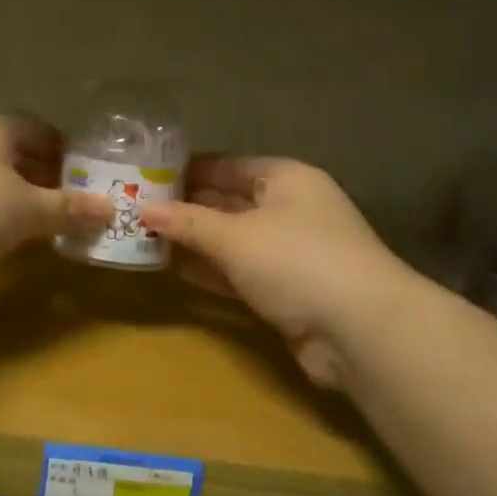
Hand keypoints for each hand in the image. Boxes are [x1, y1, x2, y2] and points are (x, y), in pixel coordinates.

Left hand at [0, 115, 110, 305]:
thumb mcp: (25, 208)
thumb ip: (67, 209)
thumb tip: (109, 209)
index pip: (38, 129)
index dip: (67, 149)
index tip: (92, 174)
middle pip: (17, 159)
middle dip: (49, 181)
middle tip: (82, 207)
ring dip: (22, 206)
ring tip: (56, 228)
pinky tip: (13, 246)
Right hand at [140, 156, 406, 386]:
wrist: (360, 331)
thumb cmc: (296, 261)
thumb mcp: (234, 236)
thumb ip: (187, 222)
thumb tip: (142, 209)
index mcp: (285, 179)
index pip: (227, 164)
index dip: (186, 170)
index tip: (144, 177)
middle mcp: (290, 209)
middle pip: (228, 201)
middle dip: (186, 208)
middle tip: (136, 210)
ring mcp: (290, 252)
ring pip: (232, 239)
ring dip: (195, 242)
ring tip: (145, 239)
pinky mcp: (287, 290)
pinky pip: (240, 272)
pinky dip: (212, 271)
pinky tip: (176, 271)